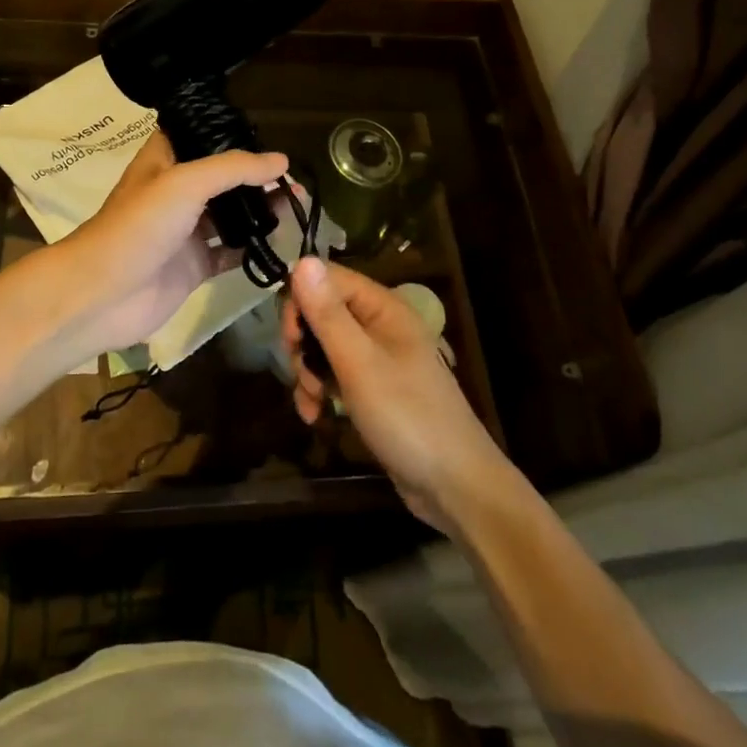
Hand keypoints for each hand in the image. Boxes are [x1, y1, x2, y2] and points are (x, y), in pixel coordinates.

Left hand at [56, 132, 289, 356]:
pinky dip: (254, 248)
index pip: (201, 136)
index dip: (231, 133)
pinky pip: (231, 253)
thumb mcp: (185, 183)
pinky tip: (283, 243)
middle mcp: (176, 191)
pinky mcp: (194, 265)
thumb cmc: (139, 226)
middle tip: (296, 178)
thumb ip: (234, 169)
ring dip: (261, 210)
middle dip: (256, 176)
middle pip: (222, 177)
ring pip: (231, 214)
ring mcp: (186, 230)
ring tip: (299, 206)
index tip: (268, 136)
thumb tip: (283, 162)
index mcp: (165, 160)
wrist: (103, 295)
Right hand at [284, 257, 516, 532]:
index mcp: (383, 307)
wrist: (456, 486)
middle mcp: (380, 324)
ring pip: (325, 346)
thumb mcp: (359, 363)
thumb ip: (328, 314)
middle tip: (301, 374)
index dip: (301, 301)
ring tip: (311, 403)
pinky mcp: (375, 388)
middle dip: (302, 343)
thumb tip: (301, 260)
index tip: (290, 339)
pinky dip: (321, 392)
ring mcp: (379, 358)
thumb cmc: (407, 416)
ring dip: (308, 372)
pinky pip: (336, 375)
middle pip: (322, 312)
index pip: (327, 278)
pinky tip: (315, 416)